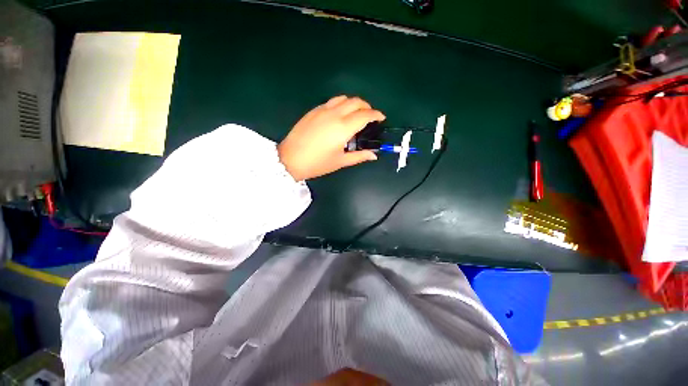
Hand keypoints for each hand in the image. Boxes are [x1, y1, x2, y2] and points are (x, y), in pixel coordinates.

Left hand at [278, 96, 384, 180]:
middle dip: (367, 106)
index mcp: (343, 127)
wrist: (290, 159)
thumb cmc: (317, 163)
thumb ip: (359, 156)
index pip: (365, 115)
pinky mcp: (314, 110)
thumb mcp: (340, 161)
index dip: (376, 114)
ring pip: (343, 98)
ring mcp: (322, 110)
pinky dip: (341, 104)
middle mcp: (334, 114)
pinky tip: (340, 115)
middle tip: (370, 117)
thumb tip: (374, 155)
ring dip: (354, 103)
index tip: (381, 118)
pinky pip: (332, 101)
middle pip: (356, 101)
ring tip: (356, 114)